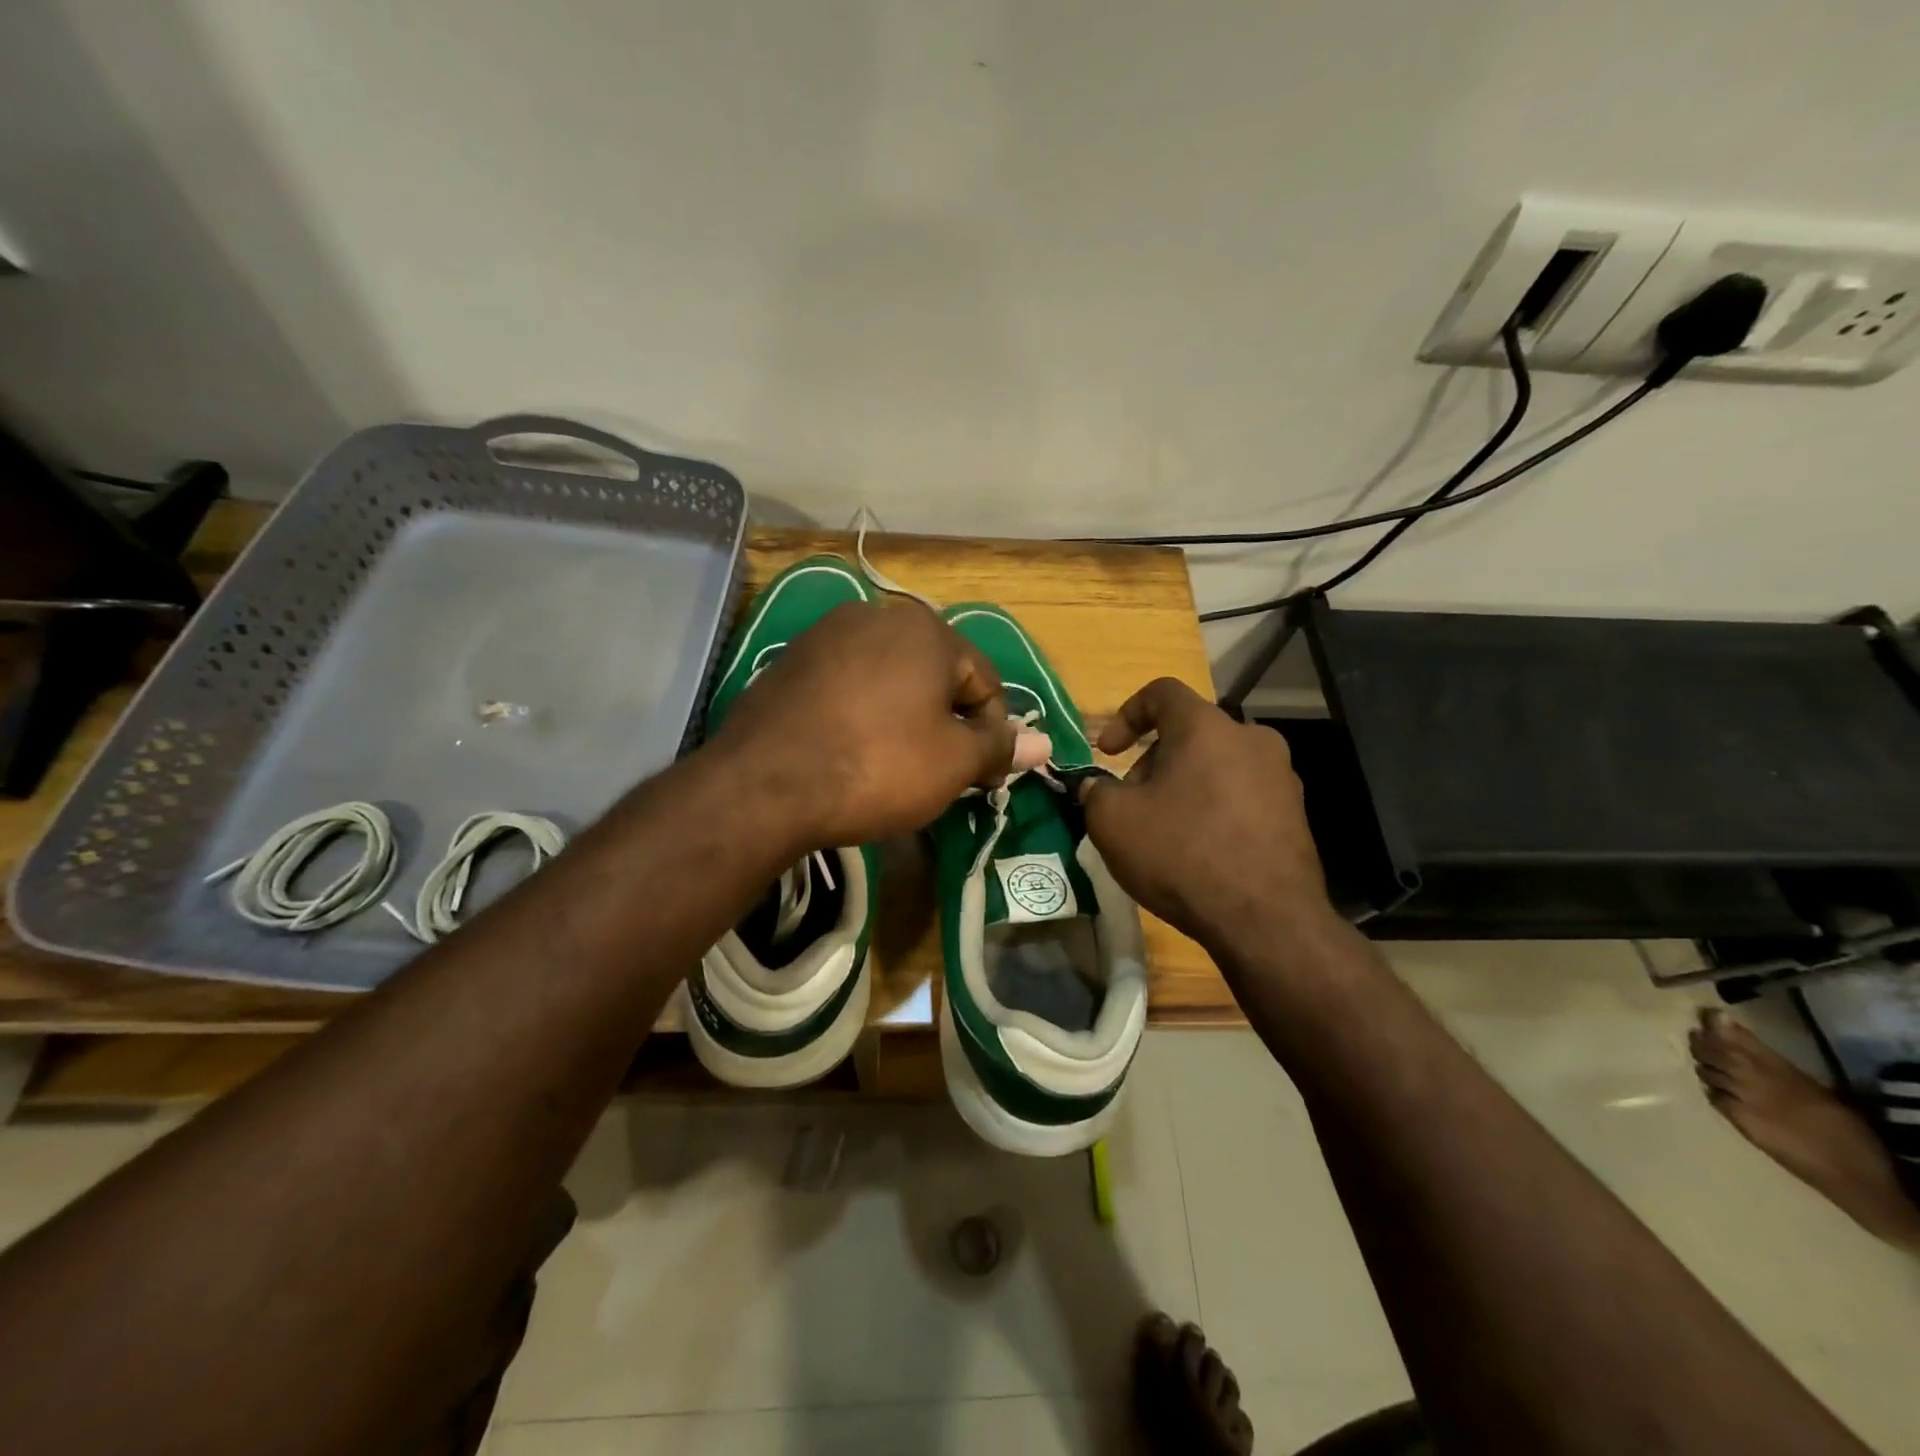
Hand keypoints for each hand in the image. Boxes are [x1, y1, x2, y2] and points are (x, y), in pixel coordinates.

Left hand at [709, 600, 1016, 846]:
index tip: (980, 775)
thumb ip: (999, 747)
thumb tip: (1044, 744)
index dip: (992, 732)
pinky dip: (861, 714)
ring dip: (904, 717)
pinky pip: (847, 685)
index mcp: (926, 629)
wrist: (763, 785)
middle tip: (939, 772)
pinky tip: (849, 751)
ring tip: (893, 765)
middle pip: (935, 675)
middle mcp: (876, 615)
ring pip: (889, 678)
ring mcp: (826, 635)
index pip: (984, 681)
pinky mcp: (789, 661)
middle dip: (946, 722)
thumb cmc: (877, 767)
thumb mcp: (952, 763)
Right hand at [1082, 678, 1339, 956]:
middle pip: (1189, 733)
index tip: (1107, 752)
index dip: (1125, 715)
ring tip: (1163, 831)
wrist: (1265, 920)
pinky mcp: (1295, 814)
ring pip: (1216, 765)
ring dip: (1182, 786)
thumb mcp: (1112, 821)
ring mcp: (1280, 776)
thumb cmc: (1181, 854)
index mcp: (1206, 727)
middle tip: (1131, 803)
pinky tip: (1198, 851)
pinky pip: (1241, 796)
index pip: (1161, 692)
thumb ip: (1095, 790)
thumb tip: (1097, 786)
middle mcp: (1251, 739)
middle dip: (1152, 761)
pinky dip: (1212, 809)